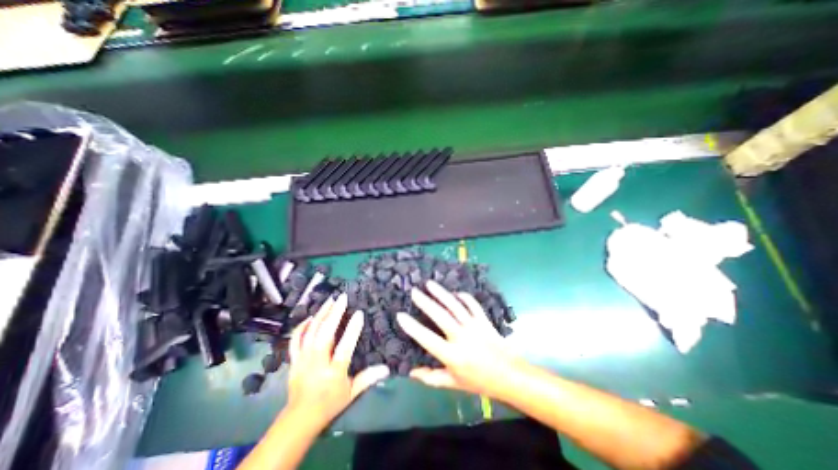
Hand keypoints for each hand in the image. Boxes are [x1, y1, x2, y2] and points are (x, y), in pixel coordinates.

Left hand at [286, 293, 391, 426]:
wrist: (299, 419)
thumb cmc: (329, 404)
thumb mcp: (351, 393)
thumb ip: (368, 378)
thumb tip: (386, 368)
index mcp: (333, 372)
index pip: (344, 348)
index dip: (352, 330)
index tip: (359, 313)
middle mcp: (317, 363)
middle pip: (324, 335)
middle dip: (334, 314)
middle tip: (342, 298)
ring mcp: (303, 360)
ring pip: (310, 333)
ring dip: (321, 314)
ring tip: (330, 300)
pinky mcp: (294, 360)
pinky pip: (296, 340)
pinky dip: (302, 327)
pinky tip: (310, 317)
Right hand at [397, 279, 522, 398]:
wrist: (509, 375)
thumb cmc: (479, 381)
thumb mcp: (454, 384)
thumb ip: (431, 378)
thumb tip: (411, 372)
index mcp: (452, 356)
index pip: (427, 339)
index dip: (412, 327)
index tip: (401, 315)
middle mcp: (461, 337)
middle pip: (440, 315)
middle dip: (425, 302)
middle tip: (414, 291)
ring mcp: (474, 326)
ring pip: (455, 305)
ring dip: (441, 293)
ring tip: (429, 284)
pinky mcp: (484, 320)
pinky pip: (472, 304)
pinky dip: (463, 296)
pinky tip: (455, 293)